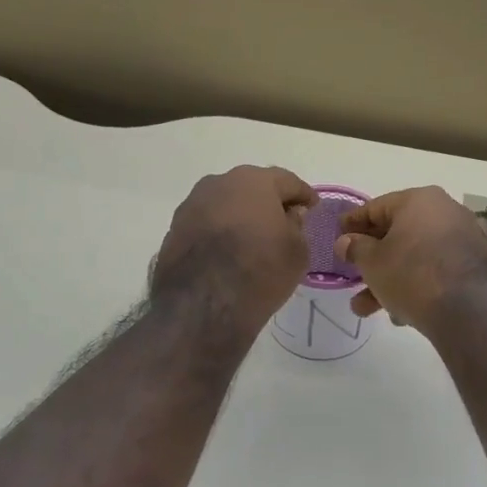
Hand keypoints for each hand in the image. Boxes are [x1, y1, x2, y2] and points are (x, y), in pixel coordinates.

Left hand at [150, 166, 315, 335]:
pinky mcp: (174, 228)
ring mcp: (192, 205)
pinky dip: (219, 232)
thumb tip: (288, 215)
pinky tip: (228, 252)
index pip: (287, 181)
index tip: (312, 208)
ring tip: (253, 239)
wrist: (202, 305)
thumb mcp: (297, 251)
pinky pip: (206, 224)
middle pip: (252, 187)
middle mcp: (219, 183)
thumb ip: (297, 226)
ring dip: (241, 216)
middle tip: (283, 222)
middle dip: (269, 202)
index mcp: (254, 181)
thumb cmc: (260, 271)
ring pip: (225, 204)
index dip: (303, 195)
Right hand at [333, 187, 486, 333]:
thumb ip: (355, 248)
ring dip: (388, 281)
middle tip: (351, 276)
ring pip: (414, 257)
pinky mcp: (473, 266)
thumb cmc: (412, 274)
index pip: (376, 207)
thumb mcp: (373, 262)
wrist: (468, 309)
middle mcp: (444, 211)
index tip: (336, 235)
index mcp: (418, 200)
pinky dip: (415, 286)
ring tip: (365, 309)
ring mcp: (462, 238)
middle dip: (371, 261)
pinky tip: (399, 314)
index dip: (352, 223)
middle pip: (397, 234)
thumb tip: (346, 242)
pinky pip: (434, 271)